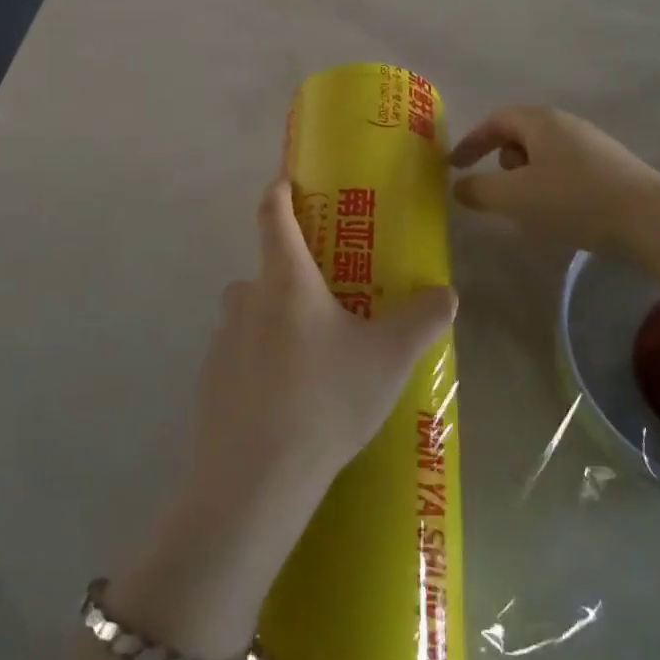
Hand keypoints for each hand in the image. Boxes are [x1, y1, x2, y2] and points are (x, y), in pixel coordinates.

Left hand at [186, 180, 458, 526]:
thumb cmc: (325, 400)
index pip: (274, 215)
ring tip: (313, 357)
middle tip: (328, 297)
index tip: (286, 179)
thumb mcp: (388, 358)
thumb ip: (422, 320)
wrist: (254, 481)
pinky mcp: (211, 382)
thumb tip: (448, 293)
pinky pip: (240, 356)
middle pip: (265, 270)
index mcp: (286, 281)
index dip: (279, 191)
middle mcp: (248, 300)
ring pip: (251, 315)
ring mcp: (222, 342)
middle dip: (293, 275)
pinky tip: (288, 400)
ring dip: (276, 321)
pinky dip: (261, 362)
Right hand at [450, 105, 659, 251]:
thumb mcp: (516, 197)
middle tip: (497, 186)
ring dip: (526, 173)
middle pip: (521, 132)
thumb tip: (459, 186)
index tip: (454, 165)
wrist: (649, 217)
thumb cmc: (573, 199)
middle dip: (501, 157)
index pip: (495, 120)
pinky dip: (549, 182)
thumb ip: (480, 190)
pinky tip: (559, 210)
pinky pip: (566, 165)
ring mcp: (592, 142)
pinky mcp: (611, 164)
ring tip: (528, 203)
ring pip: (545, 151)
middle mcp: (566, 123)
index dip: (471, 141)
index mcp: (540, 121)